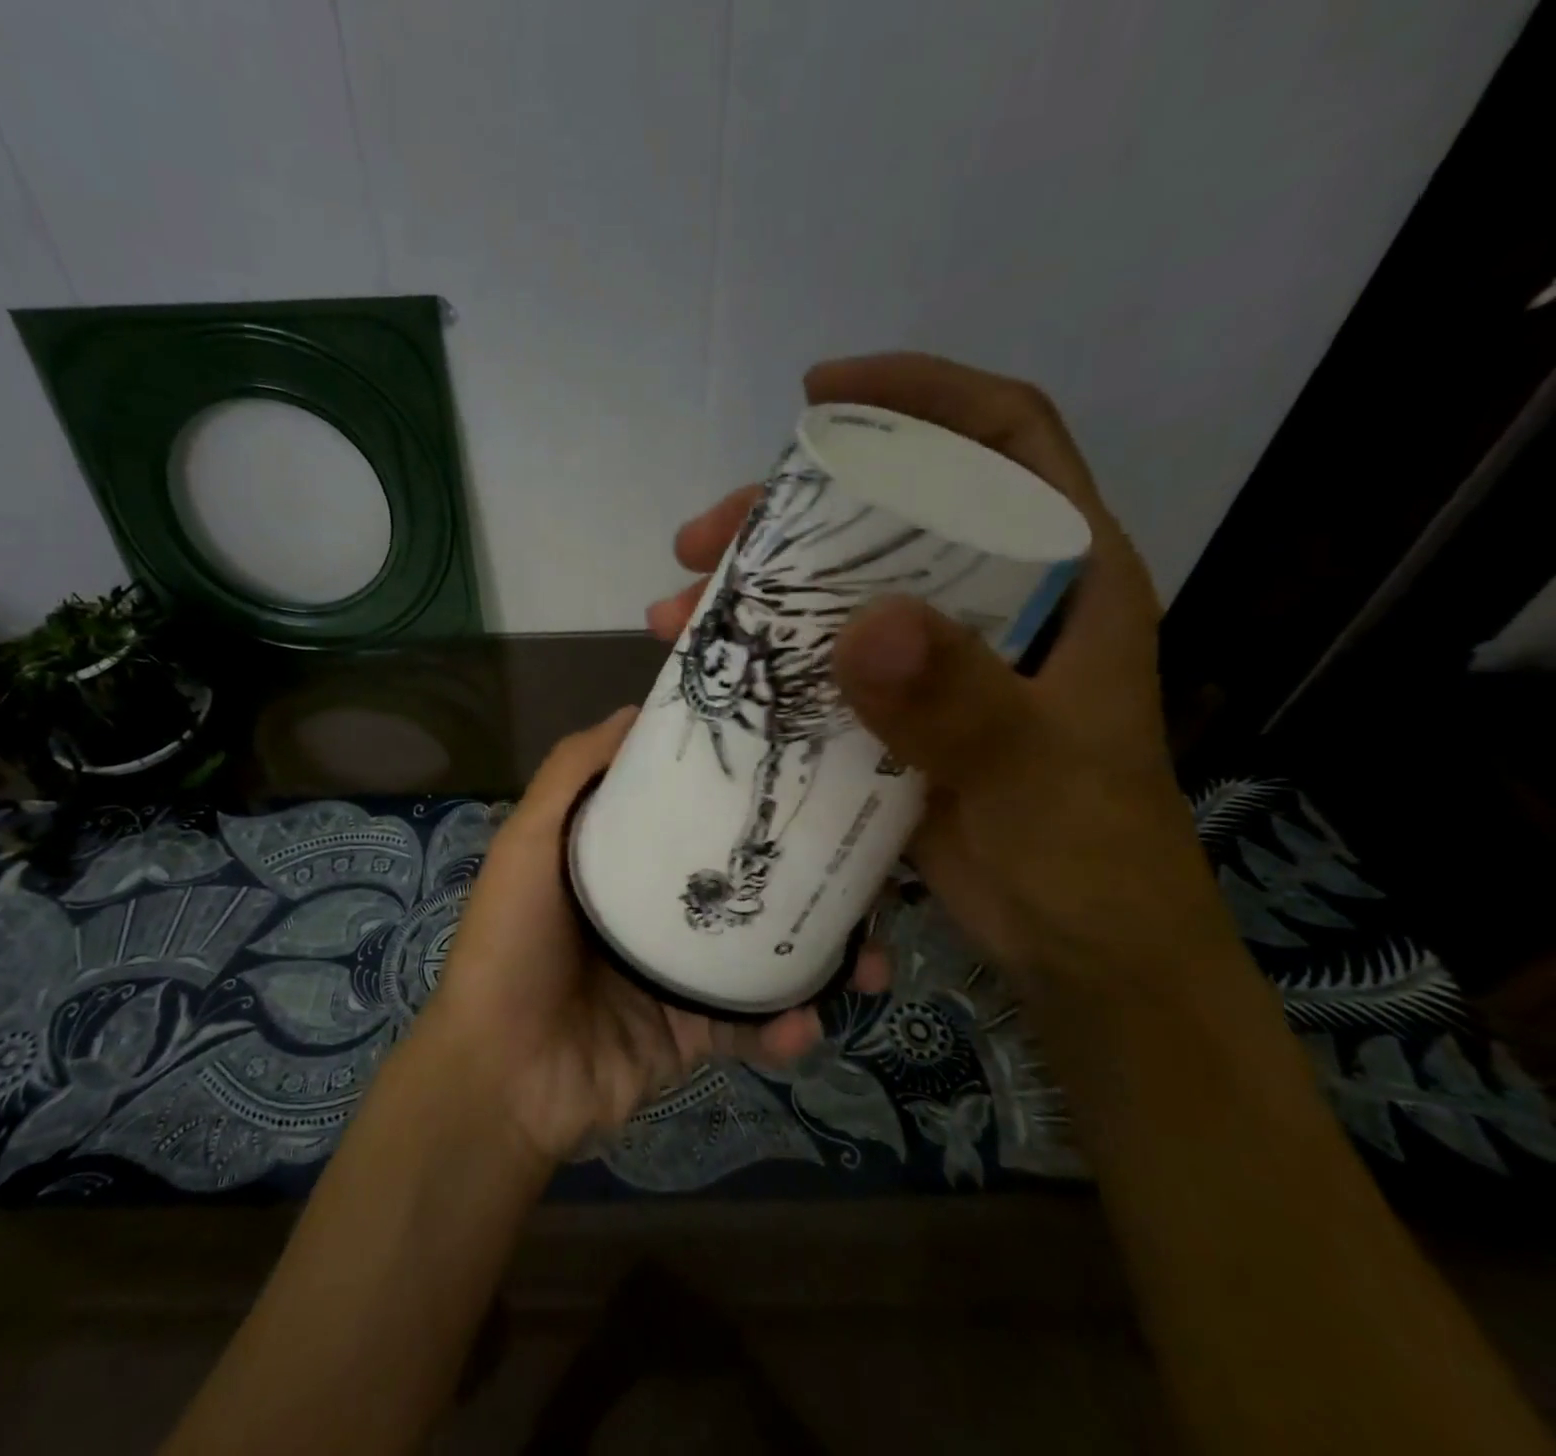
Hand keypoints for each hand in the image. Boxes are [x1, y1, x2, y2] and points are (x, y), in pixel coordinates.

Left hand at [420, 708, 888, 1163]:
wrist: (501, 1077)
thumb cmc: (512, 943)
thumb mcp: (530, 841)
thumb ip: (572, 773)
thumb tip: (636, 710)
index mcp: (624, 859)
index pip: (694, 812)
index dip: (744, 792)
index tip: (805, 769)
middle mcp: (657, 907)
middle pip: (743, 880)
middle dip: (807, 876)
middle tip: (869, 872)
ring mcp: (679, 972)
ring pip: (765, 952)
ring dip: (822, 957)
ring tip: (869, 960)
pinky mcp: (693, 1032)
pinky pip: (752, 1025)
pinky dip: (784, 1028)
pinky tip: (805, 1025)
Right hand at [649, 354, 1238, 996]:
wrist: (1081, 950)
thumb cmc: (1087, 854)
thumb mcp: (1032, 775)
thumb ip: (961, 704)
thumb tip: (864, 626)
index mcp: (1061, 580)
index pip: (1000, 441)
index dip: (918, 397)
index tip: (822, 395)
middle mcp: (993, 603)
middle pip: (886, 516)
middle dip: (788, 513)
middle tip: (703, 537)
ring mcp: (937, 660)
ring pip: (837, 591)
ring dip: (753, 592)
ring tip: (677, 611)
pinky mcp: (894, 713)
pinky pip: (818, 663)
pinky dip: (762, 660)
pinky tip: (708, 671)